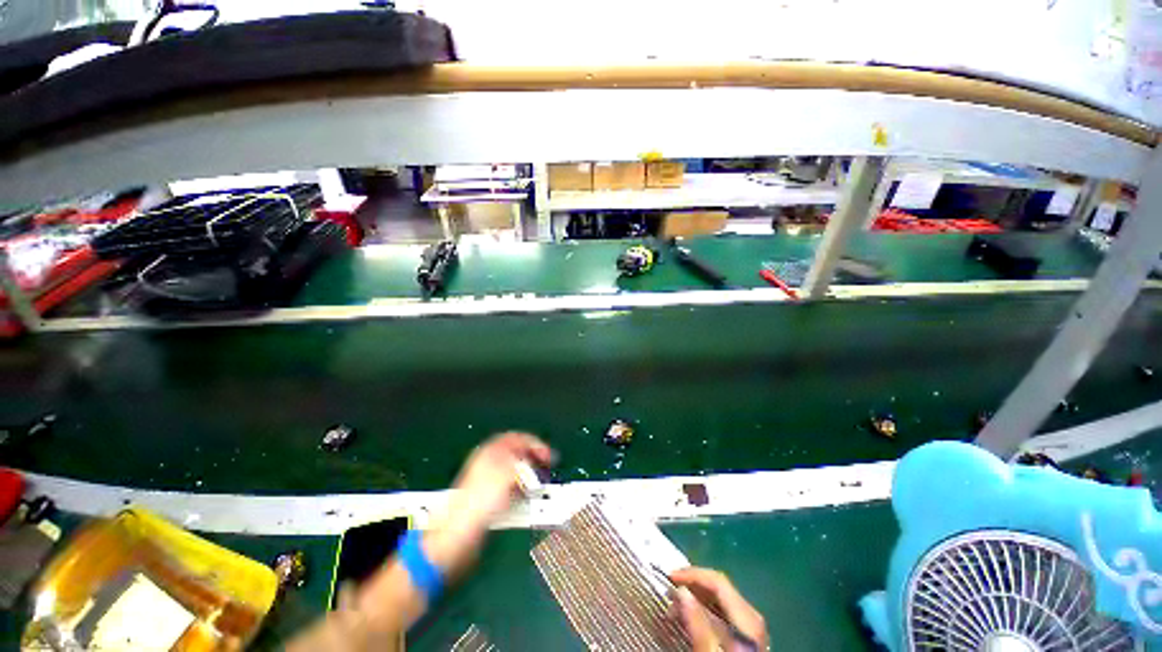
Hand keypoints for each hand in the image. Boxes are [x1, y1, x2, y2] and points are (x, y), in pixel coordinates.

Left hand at [424, 432, 555, 576]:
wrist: (457, 537)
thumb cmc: (479, 503)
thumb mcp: (506, 475)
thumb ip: (521, 462)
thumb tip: (530, 459)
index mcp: (489, 453)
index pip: (515, 438)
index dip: (533, 443)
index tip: (547, 454)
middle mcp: (487, 464)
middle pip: (515, 453)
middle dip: (532, 458)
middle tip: (545, 465)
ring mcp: (487, 482)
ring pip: (514, 471)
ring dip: (528, 475)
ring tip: (539, 482)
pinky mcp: (488, 499)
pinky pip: (510, 487)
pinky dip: (521, 489)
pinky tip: (526, 497)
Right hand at [670, 567, 767, 651]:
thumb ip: (697, 624)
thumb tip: (681, 591)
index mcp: (747, 618)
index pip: (718, 581)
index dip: (692, 574)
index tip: (669, 577)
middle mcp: (751, 616)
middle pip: (719, 587)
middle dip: (692, 585)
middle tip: (669, 591)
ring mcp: (750, 626)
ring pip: (719, 598)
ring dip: (695, 596)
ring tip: (674, 607)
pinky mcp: (744, 635)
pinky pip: (722, 611)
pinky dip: (703, 608)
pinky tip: (689, 617)